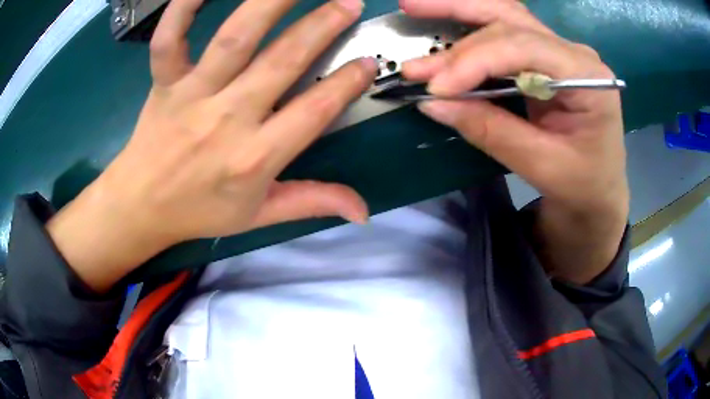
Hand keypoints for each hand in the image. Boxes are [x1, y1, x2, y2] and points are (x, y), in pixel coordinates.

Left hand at [48, 0, 374, 291]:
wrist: (141, 207)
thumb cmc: (199, 211)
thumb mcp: (259, 216)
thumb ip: (313, 203)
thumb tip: (364, 212)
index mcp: (255, 158)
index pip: (315, 111)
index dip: (347, 83)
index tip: (368, 62)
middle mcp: (227, 118)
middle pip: (283, 61)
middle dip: (323, 26)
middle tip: (349, 3)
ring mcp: (192, 94)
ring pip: (236, 37)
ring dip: (272, 3)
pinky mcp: (164, 82)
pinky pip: (169, 39)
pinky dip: (182, 9)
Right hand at [401, 0, 628, 282]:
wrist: (598, 190)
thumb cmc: (581, 184)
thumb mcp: (540, 165)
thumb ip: (491, 131)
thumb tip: (434, 104)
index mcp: (588, 78)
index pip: (524, 48)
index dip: (474, 61)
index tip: (434, 86)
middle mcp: (574, 53)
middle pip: (511, 20)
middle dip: (458, 22)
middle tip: (409, 12)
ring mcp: (559, 52)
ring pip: (505, 16)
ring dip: (460, 9)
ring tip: (414, 5)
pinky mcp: (545, 59)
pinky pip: (505, 32)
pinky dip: (470, 26)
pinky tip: (444, 21)